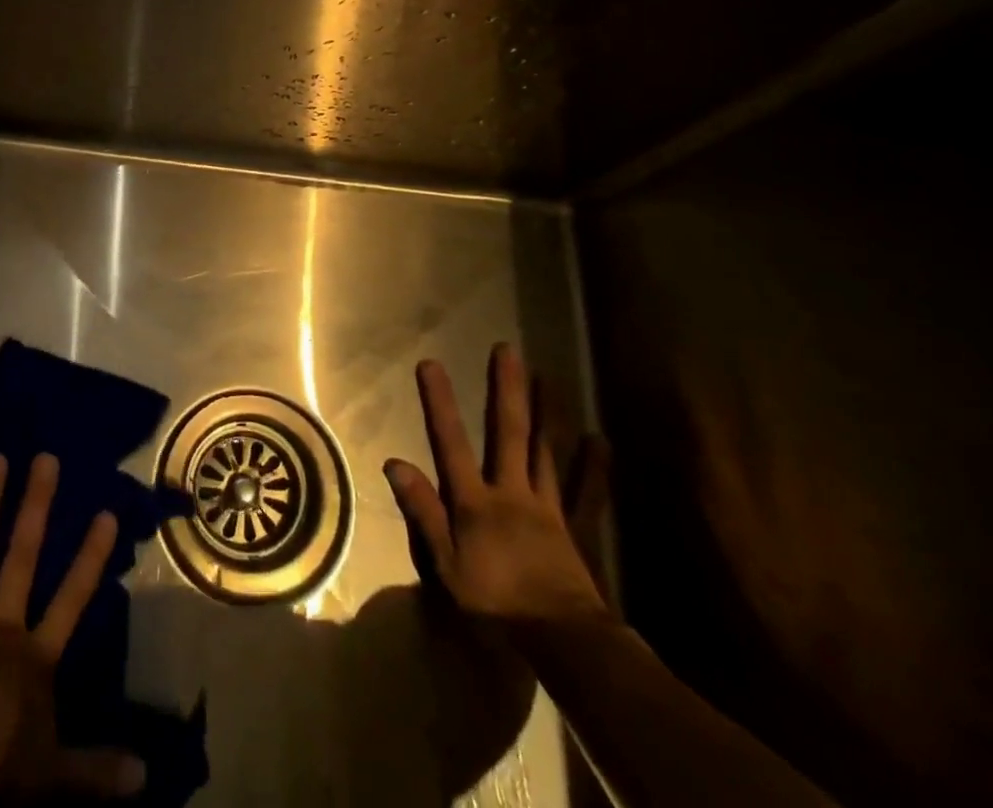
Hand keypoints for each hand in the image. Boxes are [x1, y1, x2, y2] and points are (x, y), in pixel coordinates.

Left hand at [0, 453, 144, 802]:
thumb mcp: (50, 774)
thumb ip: (95, 768)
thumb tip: (147, 775)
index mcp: (34, 654)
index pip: (72, 598)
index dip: (91, 556)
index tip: (107, 512)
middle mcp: (1, 622)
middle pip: (23, 554)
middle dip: (36, 505)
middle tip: (45, 458)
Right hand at [384, 346, 609, 627]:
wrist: (561, 642)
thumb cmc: (495, 602)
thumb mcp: (445, 563)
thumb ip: (422, 511)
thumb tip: (393, 462)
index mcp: (475, 500)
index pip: (451, 442)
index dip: (440, 403)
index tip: (431, 363)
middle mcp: (512, 491)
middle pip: (507, 433)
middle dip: (505, 390)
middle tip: (507, 350)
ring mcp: (548, 507)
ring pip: (545, 451)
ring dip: (545, 412)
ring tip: (547, 376)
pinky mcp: (577, 528)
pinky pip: (587, 493)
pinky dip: (593, 466)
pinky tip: (599, 439)